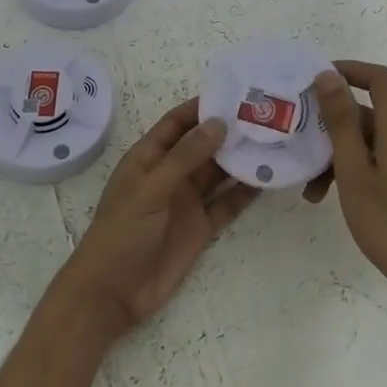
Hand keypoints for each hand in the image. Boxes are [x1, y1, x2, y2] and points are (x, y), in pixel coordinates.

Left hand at [56, 100, 252, 336]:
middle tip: (264, 115)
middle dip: (229, 131)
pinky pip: (227, 203)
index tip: (234, 92)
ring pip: (218, 173)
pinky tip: (268, 179)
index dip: (201, 107)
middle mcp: (170, 174)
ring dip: (241, 159)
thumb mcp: (151, 189)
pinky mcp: (200, 228)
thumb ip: (185, 156)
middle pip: (203, 145)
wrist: (112, 294)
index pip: (177, 123)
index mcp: (149, 158)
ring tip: (273, 141)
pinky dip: (245, 192)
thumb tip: (219, 123)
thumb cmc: (122, 233)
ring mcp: (187, 201)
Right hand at [309, 62, 386, 306]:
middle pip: (371, 113)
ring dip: (341, 155)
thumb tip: (328, 75)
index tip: (315, 80)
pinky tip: (337, 196)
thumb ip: (341, 121)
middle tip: (301, 150)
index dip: (349, 70)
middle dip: (333, 127)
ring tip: (313, 190)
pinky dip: (360, 168)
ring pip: (374, 140)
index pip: (380, 78)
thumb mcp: (353, 172)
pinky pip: (385, 158)